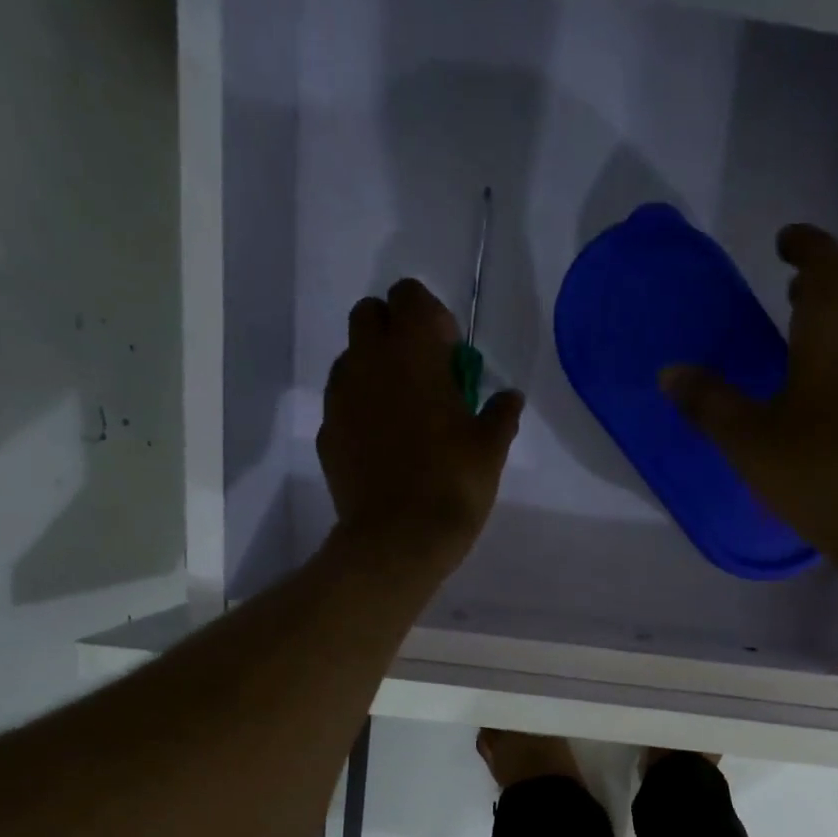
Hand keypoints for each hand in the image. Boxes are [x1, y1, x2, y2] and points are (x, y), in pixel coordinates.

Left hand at [319, 277, 524, 574]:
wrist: (398, 540)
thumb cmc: (452, 486)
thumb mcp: (490, 450)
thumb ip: (500, 413)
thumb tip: (510, 396)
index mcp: (412, 353)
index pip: (410, 296)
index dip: (432, 317)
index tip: (452, 356)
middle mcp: (368, 361)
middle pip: (370, 315)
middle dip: (397, 332)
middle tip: (426, 376)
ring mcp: (340, 396)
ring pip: (353, 358)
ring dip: (377, 370)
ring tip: (406, 415)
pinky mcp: (328, 431)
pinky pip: (344, 402)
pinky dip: (363, 408)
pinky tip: (386, 446)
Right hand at [660, 224, 837, 566]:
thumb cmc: (816, 470)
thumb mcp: (749, 440)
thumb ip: (709, 403)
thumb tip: (669, 372)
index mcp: (834, 329)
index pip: (826, 261)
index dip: (805, 244)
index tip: (784, 243)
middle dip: (827, 281)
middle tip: (793, 293)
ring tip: (809, 340)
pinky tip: (833, 394)